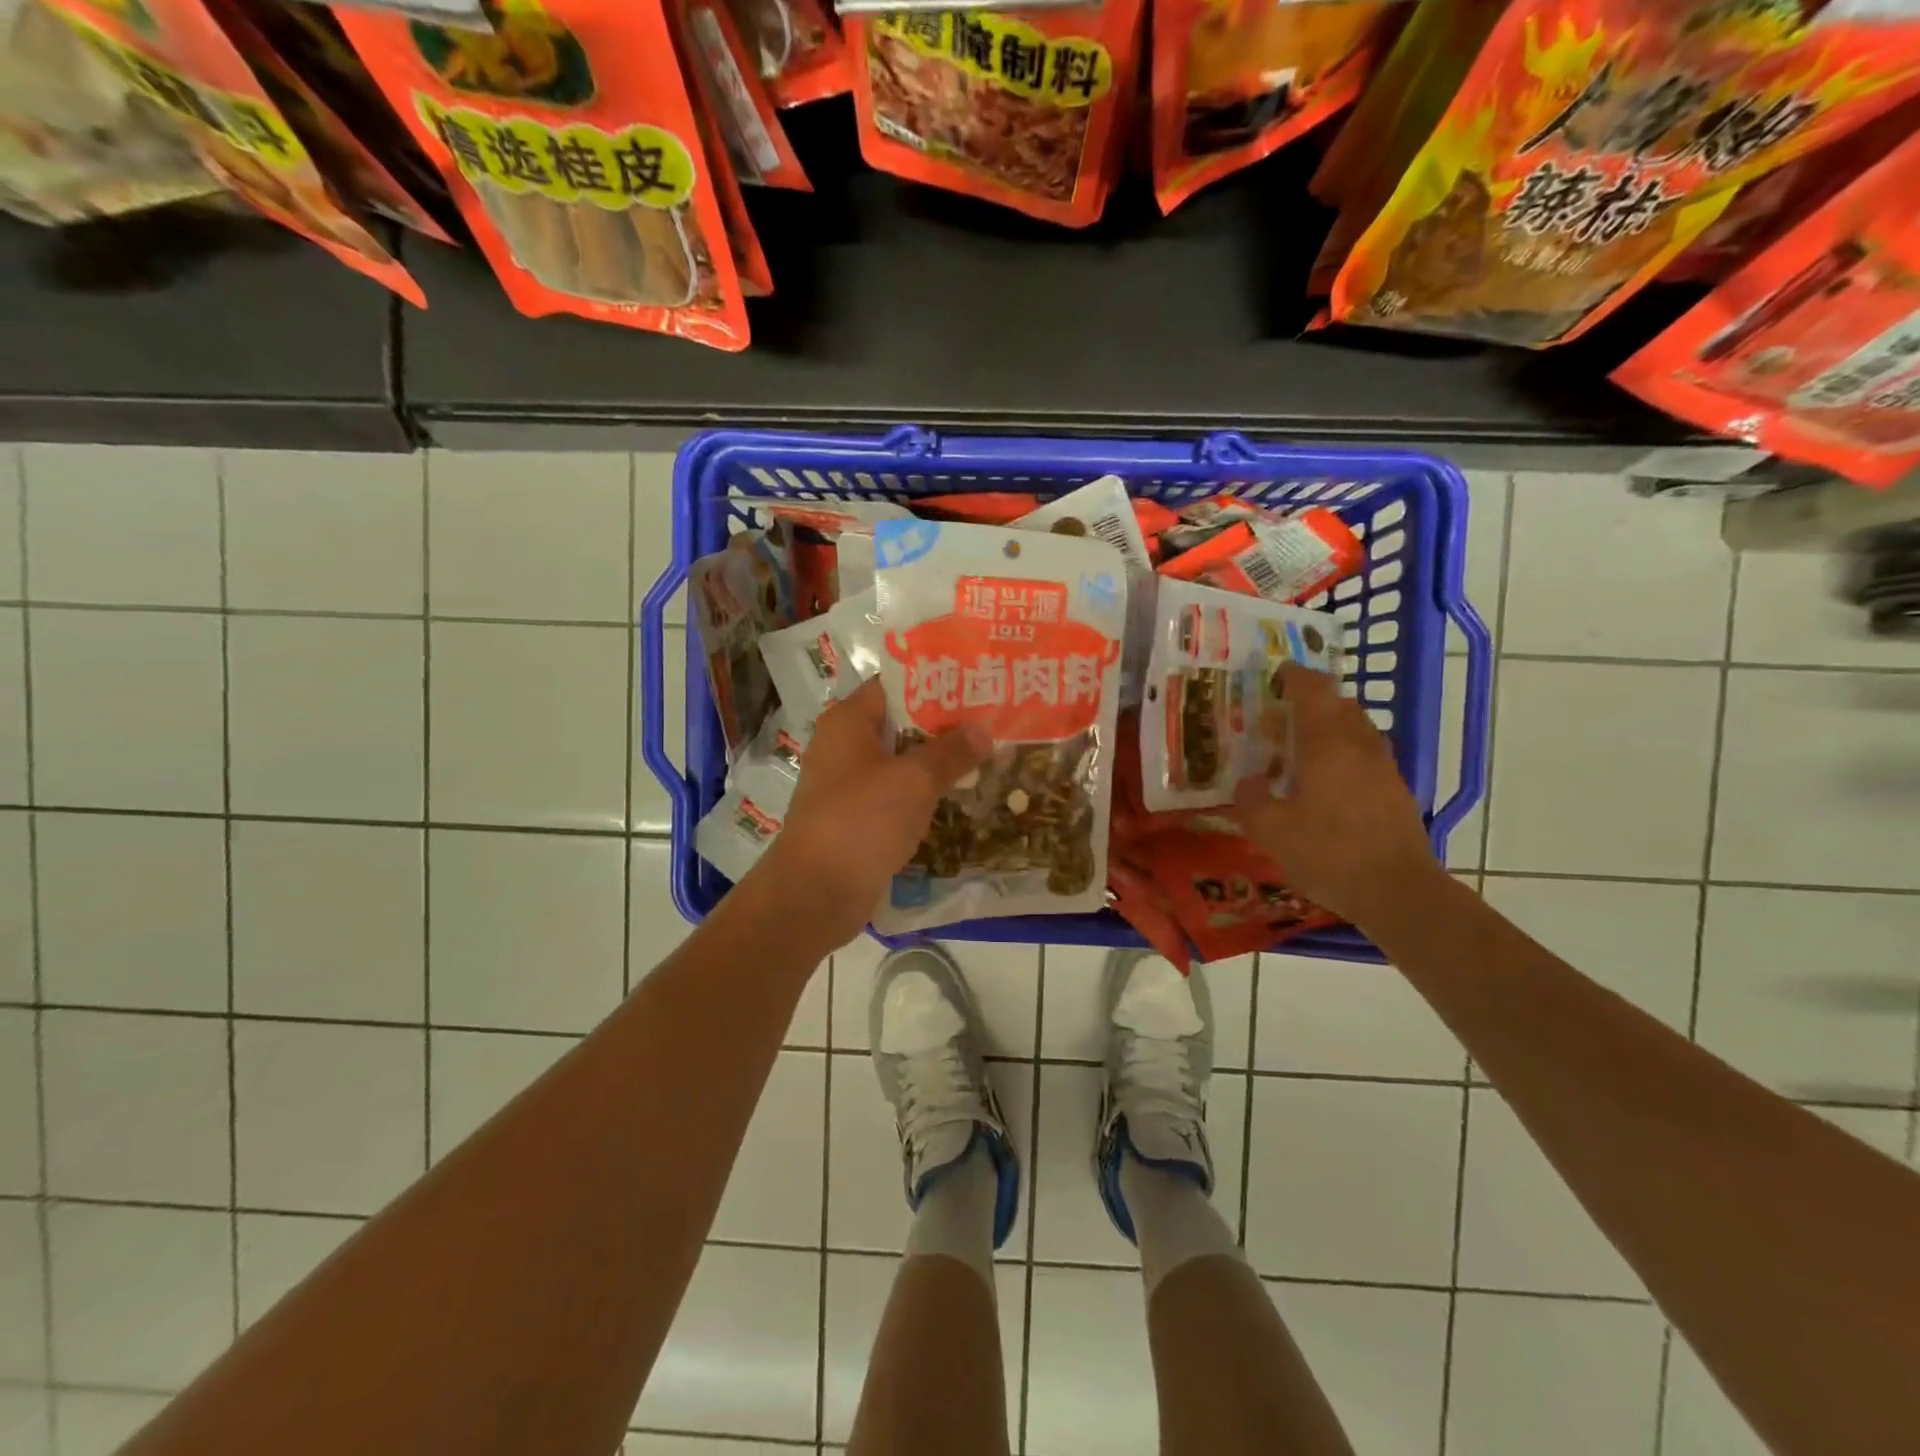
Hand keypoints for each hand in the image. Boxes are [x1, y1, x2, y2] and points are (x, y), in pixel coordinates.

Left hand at [753, 679, 990, 946]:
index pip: (894, 685)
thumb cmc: (863, 820)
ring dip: (936, 764)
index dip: (935, 683)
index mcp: (848, 721)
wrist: (817, 893)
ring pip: (900, 763)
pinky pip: (895, 797)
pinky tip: (959, 798)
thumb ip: (951, 751)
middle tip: (991, 722)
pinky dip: (922, 796)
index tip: (976, 685)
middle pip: (900, 724)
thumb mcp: (915, 780)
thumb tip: (983, 729)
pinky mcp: (855, 819)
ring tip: (986, 757)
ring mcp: (847, 785)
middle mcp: (843, 746)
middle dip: (944, 726)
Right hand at [1233, 663, 1440, 925]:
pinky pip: (1366, 755)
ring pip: (1357, 729)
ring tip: (1303, 748)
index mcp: (1327, 744)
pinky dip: (1345, 753)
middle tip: (1282, 717)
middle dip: (1312, 702)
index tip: (1277, 674)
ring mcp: (1384, 768)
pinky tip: (1327, 782)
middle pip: (1340, 705)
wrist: (1398, 891)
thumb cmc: (1328, 854)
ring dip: (1331, 727)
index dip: (1295, 676)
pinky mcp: (1397, 791)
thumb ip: (1251, 800)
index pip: (1314, 691)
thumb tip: (1249, 781)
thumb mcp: (1271, 830)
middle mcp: (1360, 746)